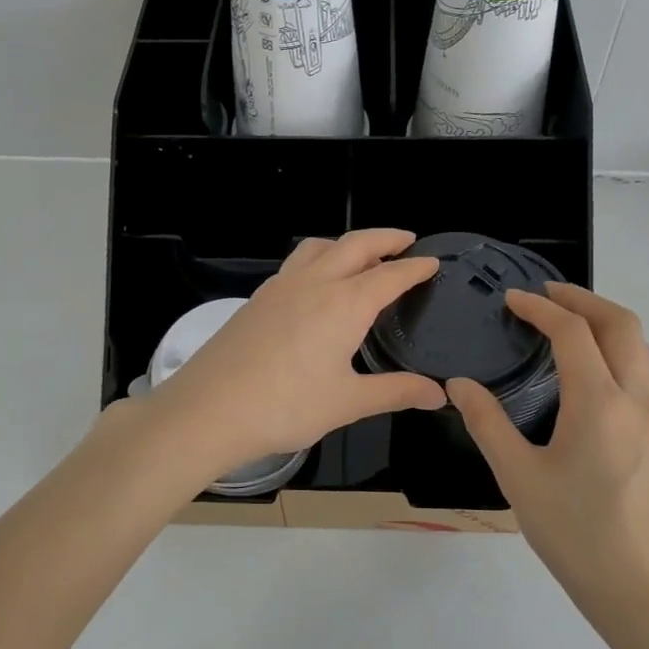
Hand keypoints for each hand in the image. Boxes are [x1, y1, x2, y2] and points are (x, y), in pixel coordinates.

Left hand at [145, 230, 447, 474]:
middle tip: (406, 240)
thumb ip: (396, 392)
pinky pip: (294, 264)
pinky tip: (314, 284)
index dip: (415, 267)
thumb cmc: (285, 407)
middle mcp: (314, 283)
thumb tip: (439, 395)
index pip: (390, 275)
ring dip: (345, 243)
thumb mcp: (348, 402)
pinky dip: (317, 259)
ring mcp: (280, 288)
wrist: (209, 410)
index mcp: (345, 304)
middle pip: (355, 245)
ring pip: (318, 247)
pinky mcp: (256, 300)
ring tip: (360, 255)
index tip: (433, 262)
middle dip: (385, 238)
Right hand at [447, 283, 648, 628]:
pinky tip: (583, 373)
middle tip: (545, 294)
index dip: (541, 307)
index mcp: (598, 402)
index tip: (512, 299)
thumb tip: (459, 385)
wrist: (642, 589)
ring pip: (638, 347)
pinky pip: (639, 373)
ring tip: (565, 323)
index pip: (573, 332)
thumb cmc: (574, 533)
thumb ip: (487, 423)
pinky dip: (613, 350)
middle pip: (621, 324)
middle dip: (583, 299)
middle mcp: (634, 399)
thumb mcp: (518, 478)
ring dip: (603, 322)